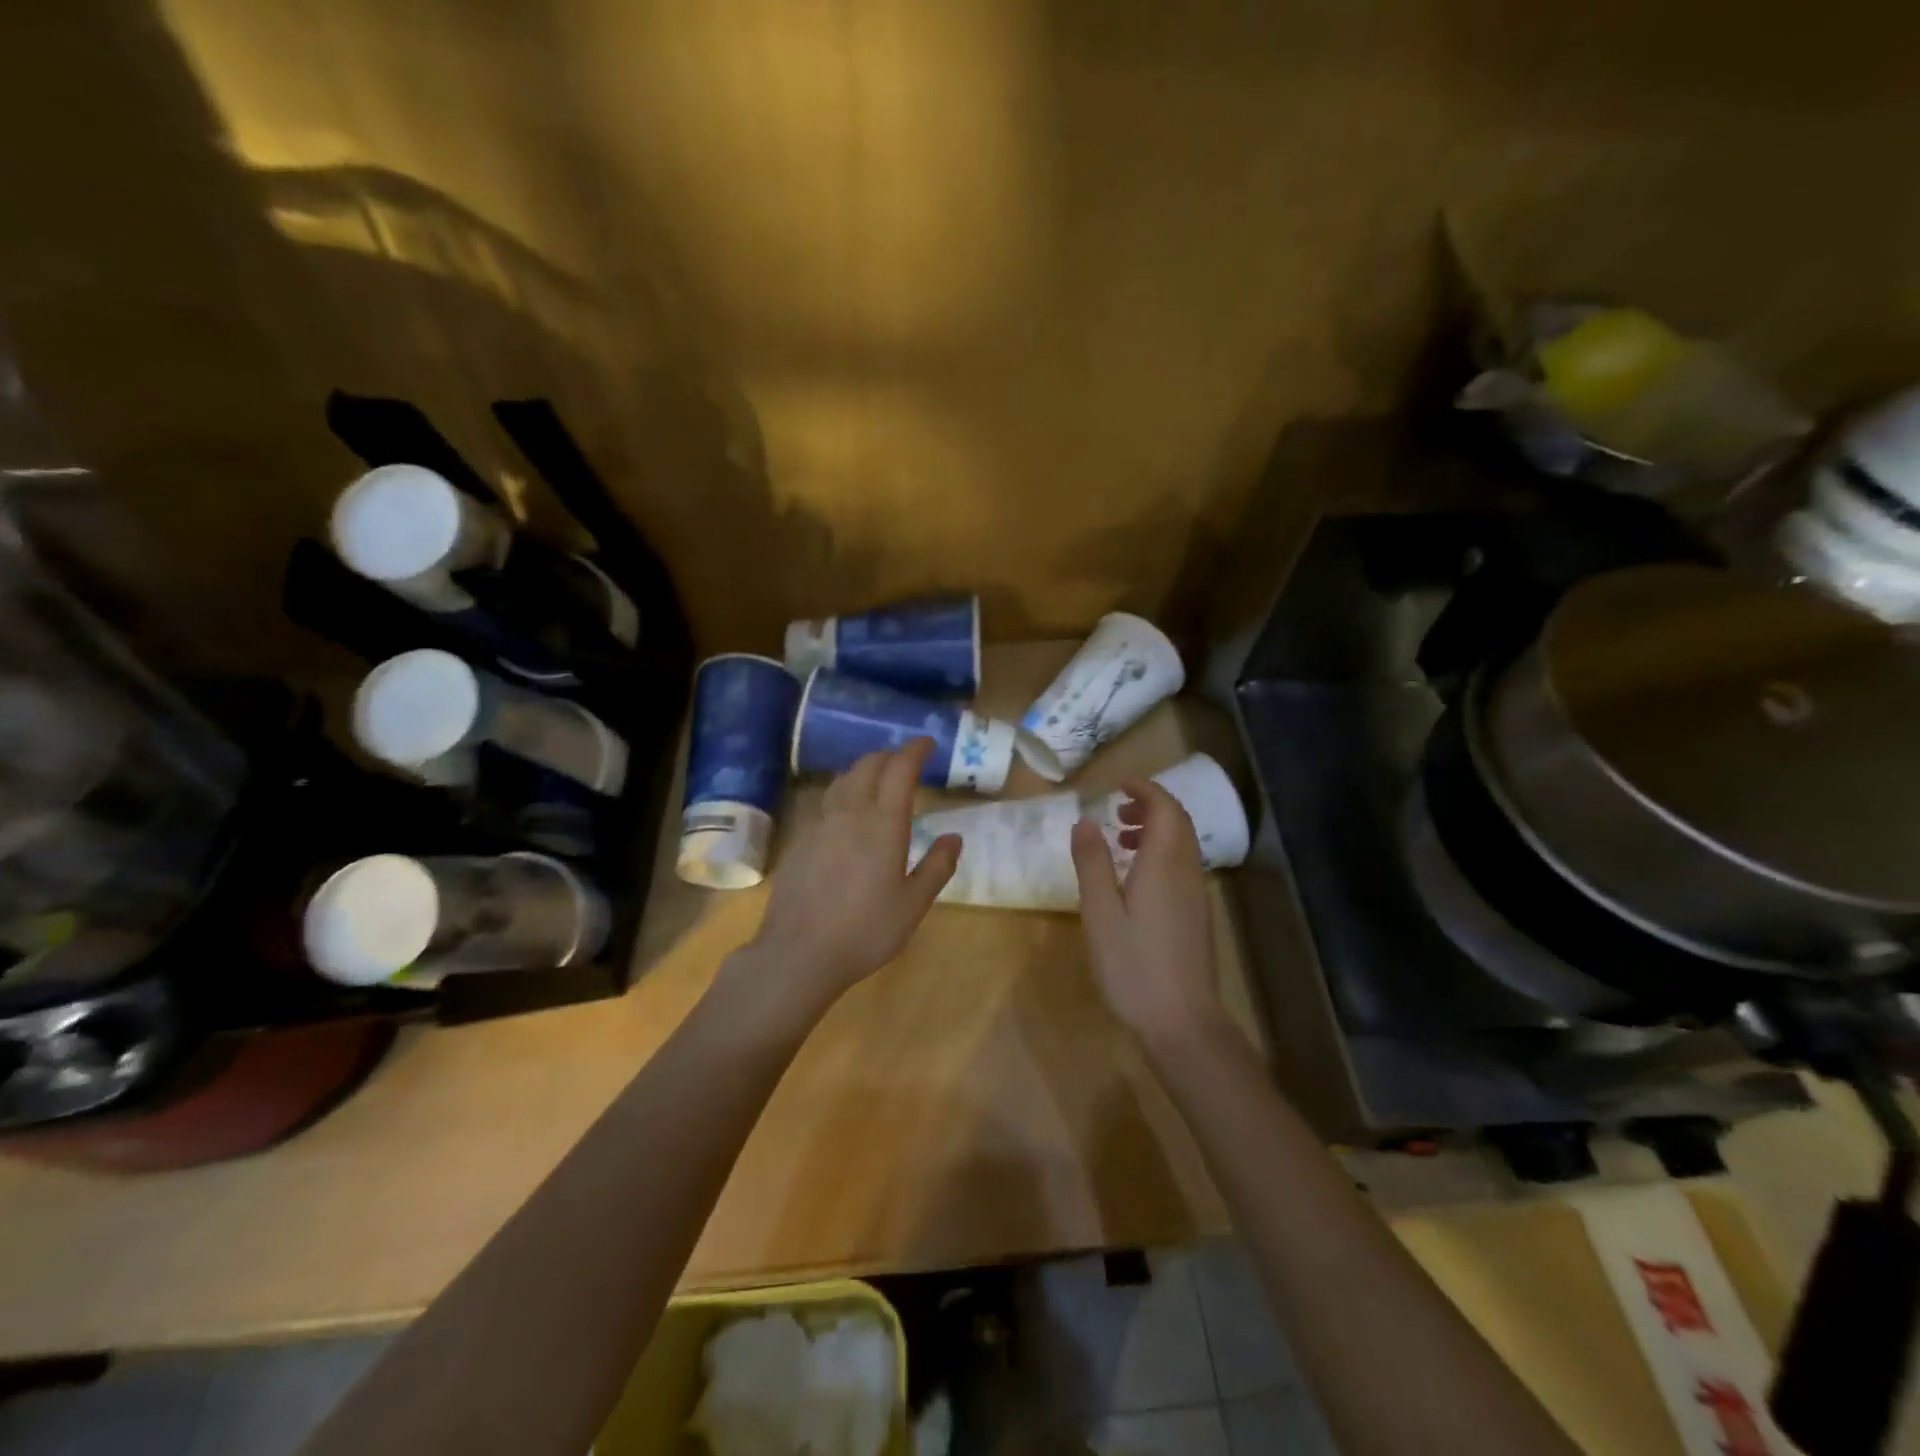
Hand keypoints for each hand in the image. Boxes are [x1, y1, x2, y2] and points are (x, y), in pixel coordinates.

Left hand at [733, 739, 959, 1023]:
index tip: (928, 744)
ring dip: (864, 770)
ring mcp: (819, 823)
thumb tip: (953, 837)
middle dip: (890, 756)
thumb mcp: (913, 905)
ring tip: (877, 780)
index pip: (900, 768)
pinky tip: (845, 813)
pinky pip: (825, 800)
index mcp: (884, 823)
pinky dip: (843, 792)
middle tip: (906, 763)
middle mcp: (850, 812)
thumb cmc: (865, 930)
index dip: (915, 750)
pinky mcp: (799, 838)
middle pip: (869, 765)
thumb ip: (937, 867)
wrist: (798, 952)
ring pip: (843, 779)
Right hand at [1071, 779, 1222, 1052]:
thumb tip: (1084, 821)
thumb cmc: (1133, 965)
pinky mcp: (1197, 916)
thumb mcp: (1099, 912)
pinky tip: (1134, 880)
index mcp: (1164, 863)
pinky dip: (1159, 854)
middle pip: (1177, 822)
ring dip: (1154, 830)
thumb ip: (1092, 863)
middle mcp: (1187, 871)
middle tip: (1116, 808)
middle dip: (1149, 805)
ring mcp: (1196, 895)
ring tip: (1119, 839)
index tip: (1116, 783)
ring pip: (1181, 845)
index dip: (1144, 788)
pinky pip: (1181, 867)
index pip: (1164, 807)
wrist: (1182, 1022)